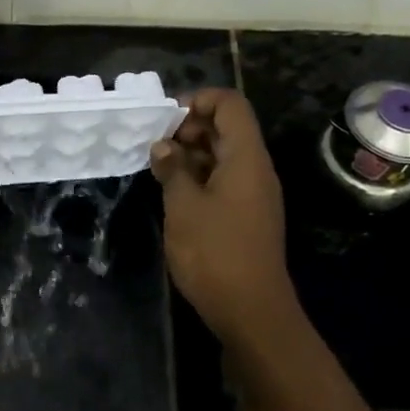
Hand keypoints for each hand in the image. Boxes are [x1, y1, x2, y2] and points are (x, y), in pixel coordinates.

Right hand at [150, 88, 297, 344]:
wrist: (250, 309)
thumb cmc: (214, 252)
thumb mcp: (183, 206)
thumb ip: (173, 169)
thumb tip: (163, 147)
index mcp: (246, 158)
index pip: (230, 105)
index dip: (198, 101)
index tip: (164, 118)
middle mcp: (255, 169)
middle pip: (227, 129)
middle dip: (189, 128)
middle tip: (154, 145)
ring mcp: (253, 194)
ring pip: (223, 156)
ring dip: (191, 154)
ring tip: (157, 167)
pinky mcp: (246, 215)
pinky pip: (224, 180)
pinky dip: (199, 176)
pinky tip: (172, 191)